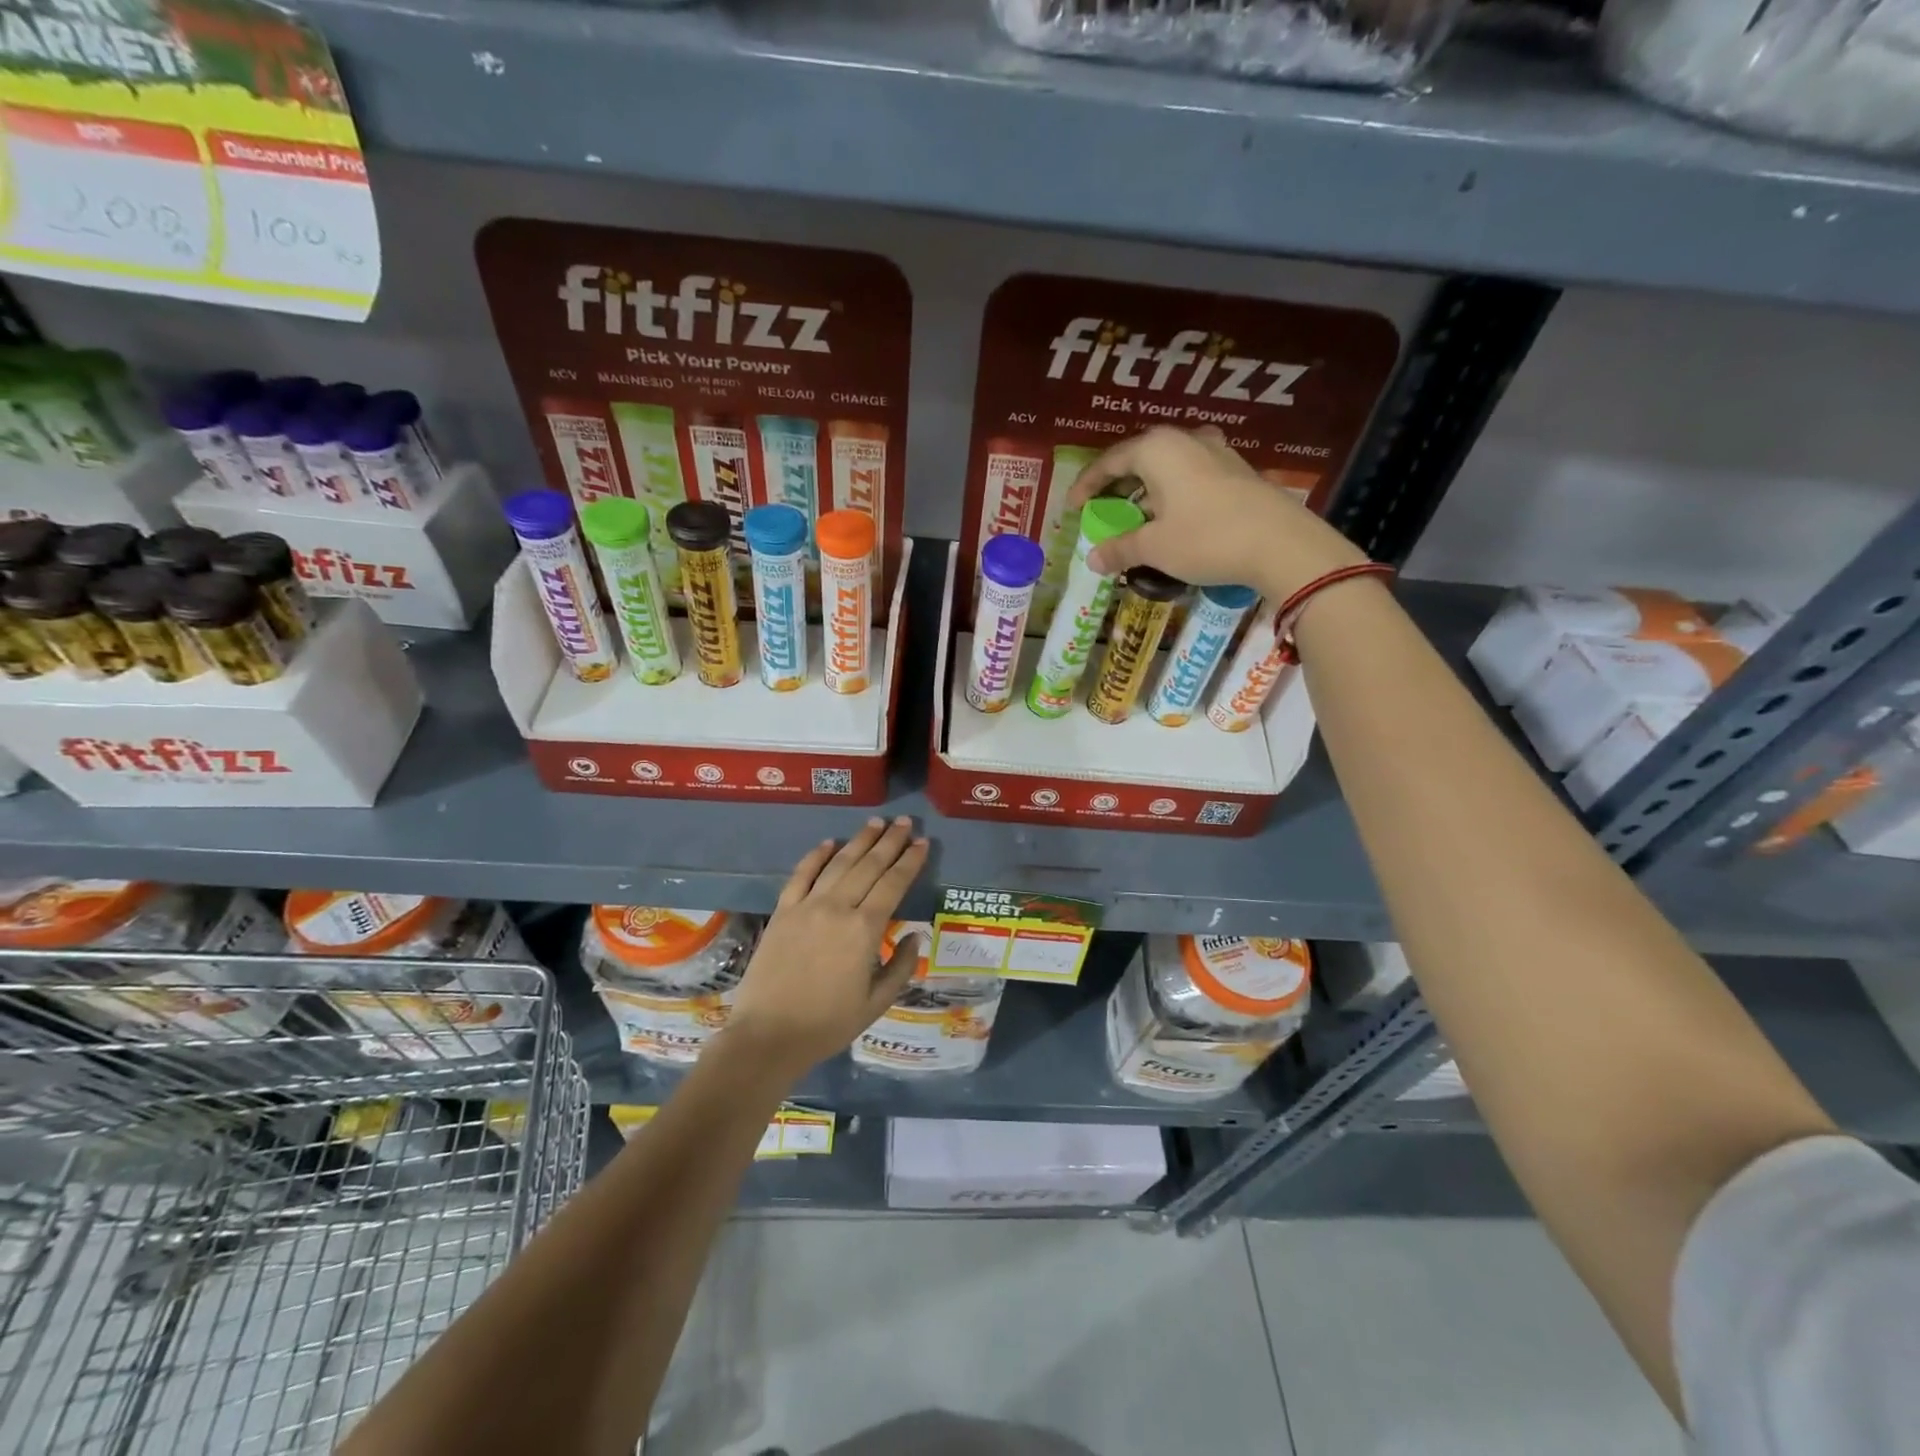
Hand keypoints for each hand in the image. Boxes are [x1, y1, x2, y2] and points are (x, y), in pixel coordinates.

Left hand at [721, 816, 929, 1081]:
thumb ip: (900, 967)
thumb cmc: (828, 1024)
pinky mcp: (783, 911)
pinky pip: (801, 875)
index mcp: (865, 930)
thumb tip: (914, 935)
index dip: (910, 861)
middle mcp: (838, 908)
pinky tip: (829, 843)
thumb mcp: (876, 1003)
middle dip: (890, 841)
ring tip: (876, 823)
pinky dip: (816, 856)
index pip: (894, 884)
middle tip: (905, 822)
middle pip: (869, 865)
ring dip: (859, 841)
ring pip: (838, 863)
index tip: (923, 843)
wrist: (768, 1035)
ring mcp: (806, 906)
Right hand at [1066, 427, 1365, 599]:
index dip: (1088, 485)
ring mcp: (1217, 452)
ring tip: (1136, 517)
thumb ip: (1121, 549)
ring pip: (1168, 468)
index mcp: (1158, 449)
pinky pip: (1190, 477)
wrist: (1281, 544)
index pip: (1110, 461)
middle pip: (1140, 460)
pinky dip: (1172, 496)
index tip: (1073, 506)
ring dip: (1147, 492)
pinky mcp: (1237, 471)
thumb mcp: (1155, 547)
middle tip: (1102, 510)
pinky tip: (1172, 519)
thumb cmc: (1206, 537)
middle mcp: (1186, 440)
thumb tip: (1093, 559)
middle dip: (1118, 487)